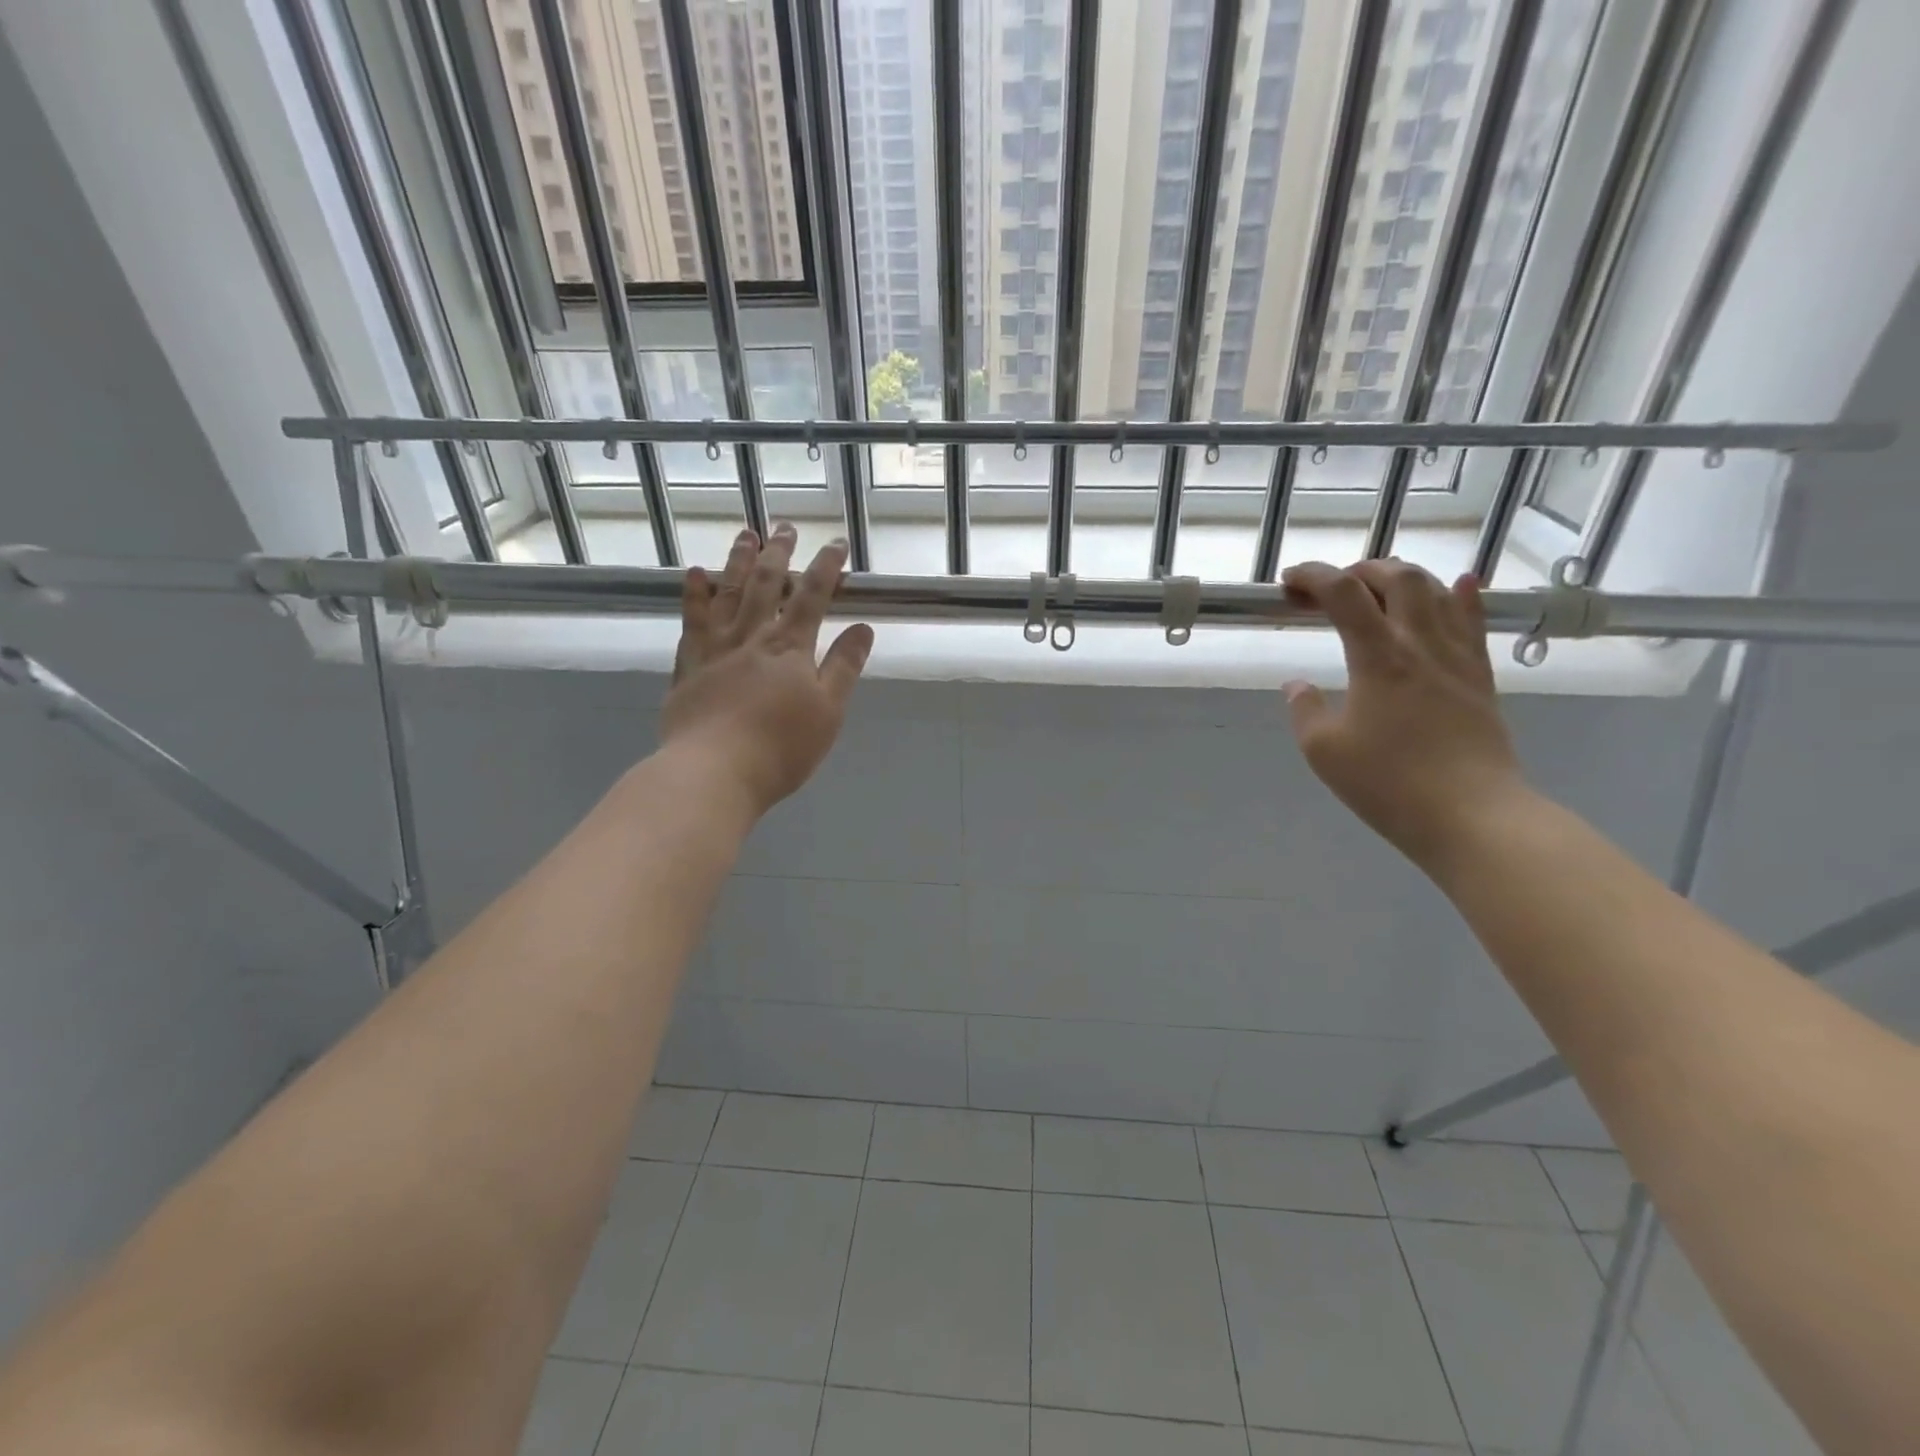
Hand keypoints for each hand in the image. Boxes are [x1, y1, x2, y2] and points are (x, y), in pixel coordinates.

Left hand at [659, 524, 873, 816]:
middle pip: (767, 585)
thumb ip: (844, 667)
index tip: (837, 543)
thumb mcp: (828, 711)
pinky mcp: (688, 666)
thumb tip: (863, 627)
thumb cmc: (780, 748)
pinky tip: (695, 575)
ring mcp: (716, 648)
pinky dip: (694, 595)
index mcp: (791, 647)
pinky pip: (691, 621)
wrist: (713, 771)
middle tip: (784, 526)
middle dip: (780, 553)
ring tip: (745, 534)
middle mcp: (752, 636)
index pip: (813, 596)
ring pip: (729, 593)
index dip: (827, 567)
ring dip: (739, 561)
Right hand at [1281, 559, 1528, 866]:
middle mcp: (1420, 643)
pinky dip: (1461, 595)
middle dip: (1359, 570)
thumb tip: (1297, 685)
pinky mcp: (1480, 676)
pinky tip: (1459, 584)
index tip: (1288, 583)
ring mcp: (1457, 657)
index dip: (1313, 577)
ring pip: (1437, 591)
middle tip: (1332, 588)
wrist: (1471, 814)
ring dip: (1403, 577)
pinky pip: (1473, 622)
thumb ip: (1305, 710)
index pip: (1343, 594)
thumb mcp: (1324, 750)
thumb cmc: (1389, 783)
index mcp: (1378, 657)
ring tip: (1379, 586)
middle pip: (1397, 578)